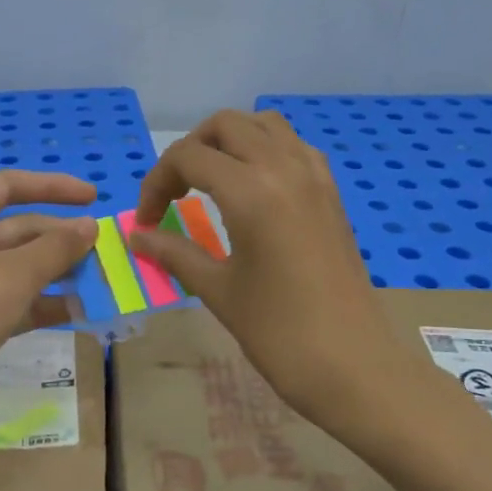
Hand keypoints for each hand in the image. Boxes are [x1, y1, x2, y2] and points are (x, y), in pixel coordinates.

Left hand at [0, 170, 97, 437]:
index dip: (52, 187)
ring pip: (18, 267)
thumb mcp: (14, 274)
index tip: (92, 197)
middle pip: (16, 229)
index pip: (7, 186)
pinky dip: (43, 303)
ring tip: (101, 279)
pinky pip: (14, 301)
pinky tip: (79, 311)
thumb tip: (90, 226)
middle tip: (104, 249)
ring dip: (57, 271)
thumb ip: (56, 247)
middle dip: (59, 237)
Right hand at [128, 111, 397, 419]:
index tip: (148, 221)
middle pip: (226, 125)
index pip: (188, 157)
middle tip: (176, 192)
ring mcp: (315, 177)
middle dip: (190, 150)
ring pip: (264, 125)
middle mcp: (284, 168)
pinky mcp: (332, 193)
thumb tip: (137, 236)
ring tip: (211, 181)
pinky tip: (254, 189)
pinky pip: (294, 147)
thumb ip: (174, 253)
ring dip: (230, 141)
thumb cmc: (279, 332)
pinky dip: (265, 151)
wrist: (354, 365)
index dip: (157, 182)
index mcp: (251, 191)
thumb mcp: (217, 290)